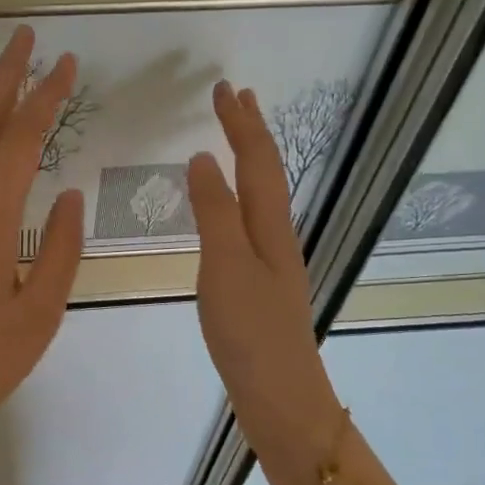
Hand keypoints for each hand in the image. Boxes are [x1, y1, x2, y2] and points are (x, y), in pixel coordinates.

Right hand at [186, 81, 343, 484]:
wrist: (280, 395)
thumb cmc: (250, 331)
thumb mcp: (225, 267)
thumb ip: (214, 212)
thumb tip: (204, 158)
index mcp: (269, 227)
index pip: (256, 161)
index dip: (240, 124)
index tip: (223, 88)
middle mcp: (276, 236)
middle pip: (267, 173)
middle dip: (251, 133)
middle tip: (236, 99)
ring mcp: (272, 261)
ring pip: (262, 196)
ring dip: (249, 161)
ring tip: (234, 140)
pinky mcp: (262, 284)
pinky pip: (251, 221)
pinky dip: (240, 196)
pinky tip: (231, 209)